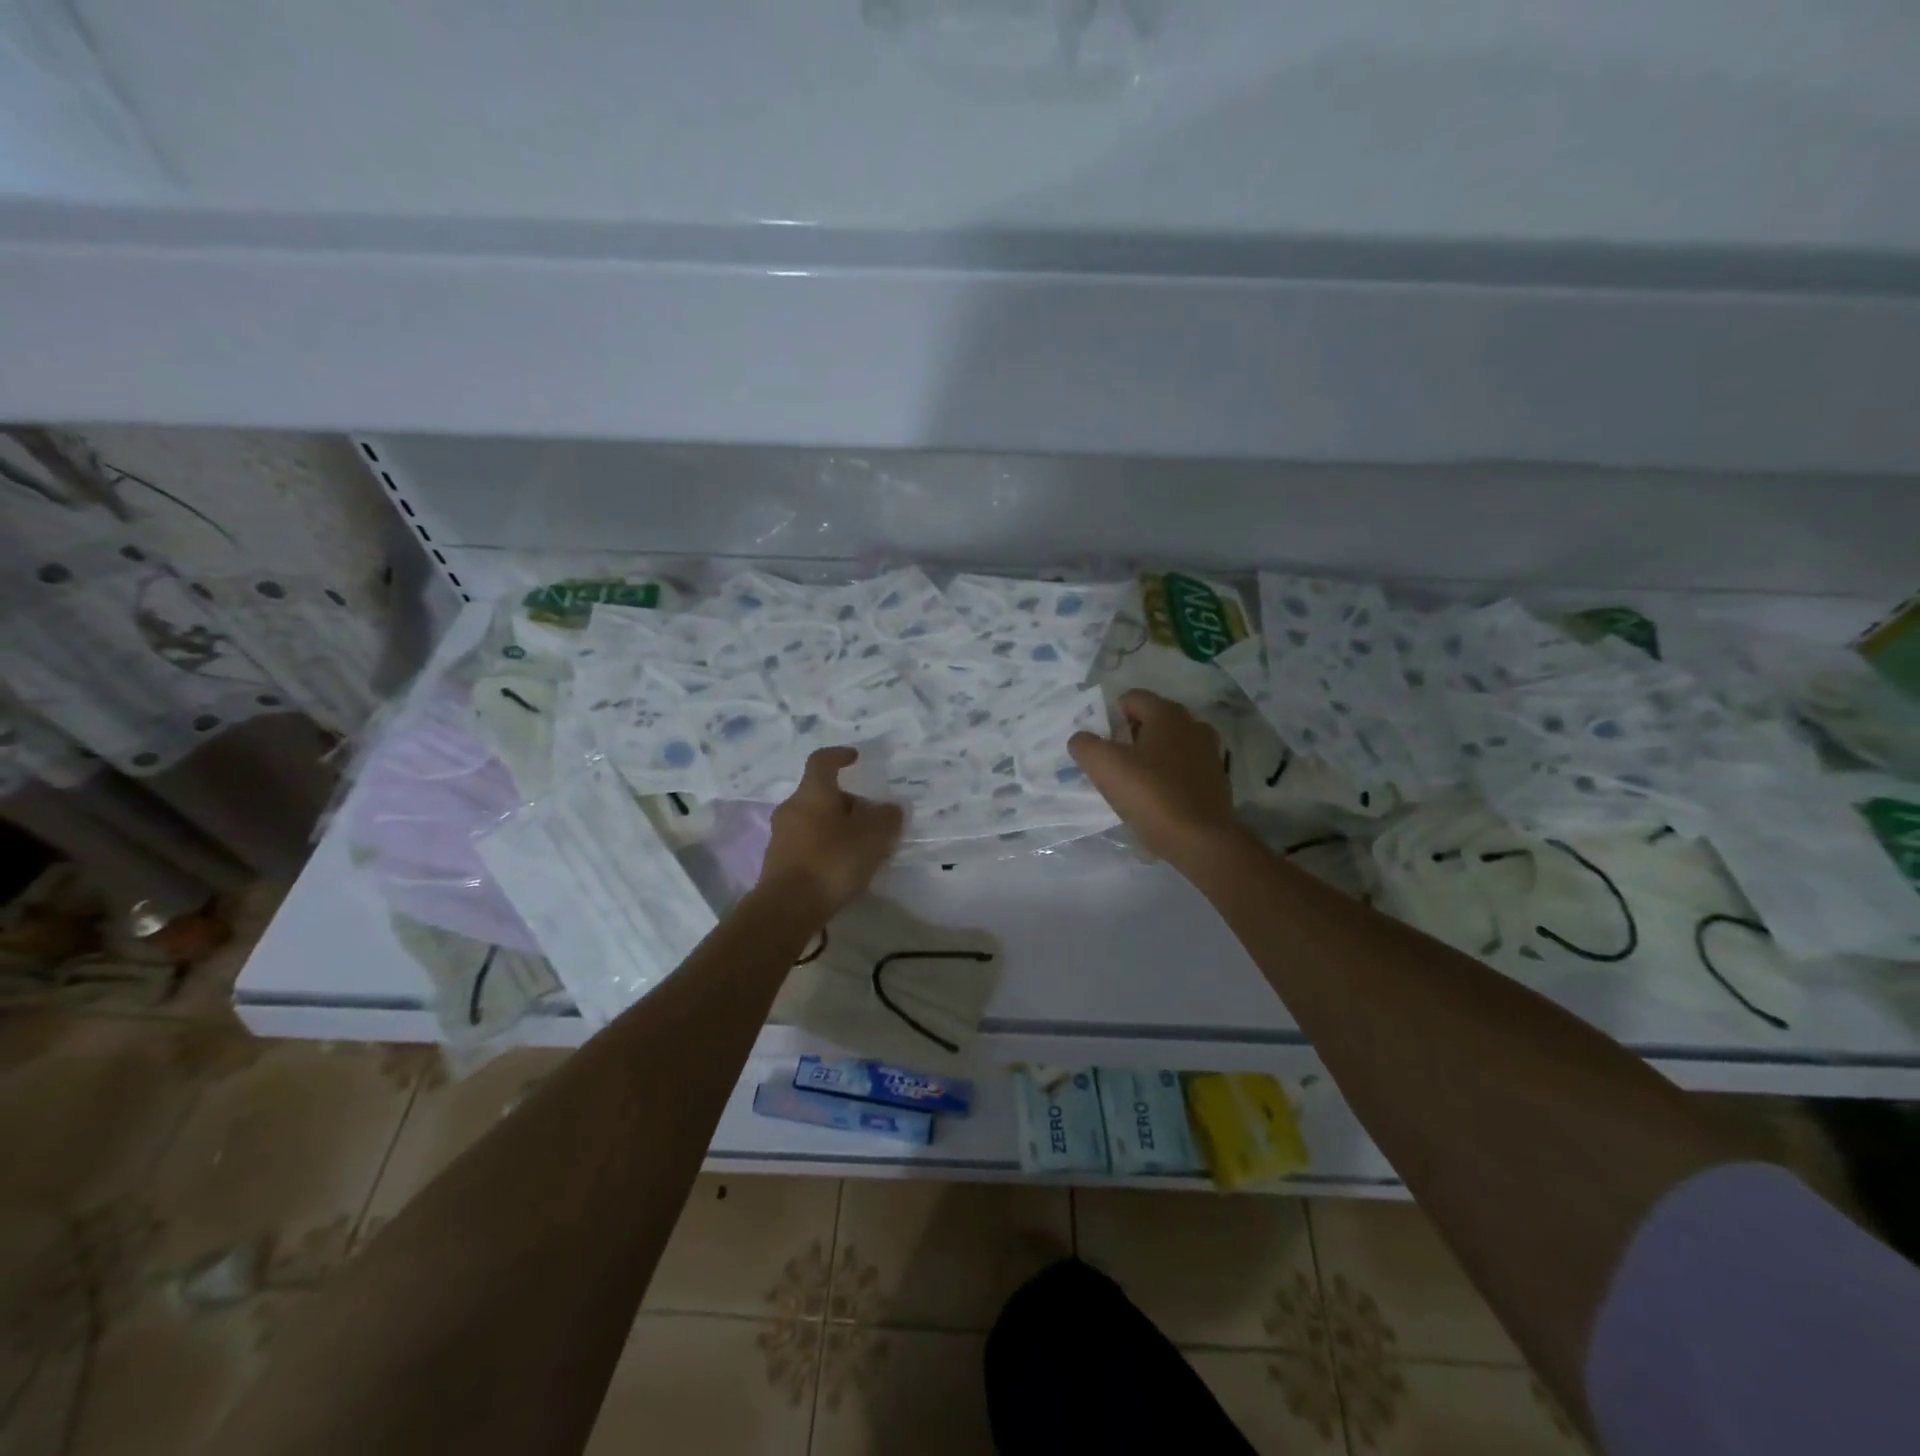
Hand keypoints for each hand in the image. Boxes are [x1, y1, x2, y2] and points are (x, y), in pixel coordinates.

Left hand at [757, 747, 903, 922]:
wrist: (788, 907)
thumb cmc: (832, 861)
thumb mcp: (873, 837)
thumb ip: (886, 818)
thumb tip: (890, 808)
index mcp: (813, 792)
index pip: (822, 761)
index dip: (839, 755)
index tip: (854, 757)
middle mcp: (792, 807)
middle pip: (820, 794)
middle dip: (846, 802)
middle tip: (870, 818)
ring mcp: (781, 835)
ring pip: (813, 820)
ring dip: (836, 826)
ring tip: (860, 846)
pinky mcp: (778, 862)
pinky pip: (806, 843)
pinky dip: (824, 846)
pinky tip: (841, 867)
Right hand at [1070, 690, 1235, 864]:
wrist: (1200, 840)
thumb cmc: (1150, 795)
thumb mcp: (1104, 767)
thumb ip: (1085, 745)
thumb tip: (1082, 740)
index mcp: (1167, 714)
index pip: (1132, 698)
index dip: (1110, 717)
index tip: (1101, 744)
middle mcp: (1193, 725)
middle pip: (1152, 720)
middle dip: (1130, 737)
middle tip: (1113, 764)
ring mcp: (1209, 753)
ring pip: (1169, 745)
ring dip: (1151, 756)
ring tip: (1135, 783)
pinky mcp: (1216, 780)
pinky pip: (1184, 768)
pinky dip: (1169, 775)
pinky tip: (1158, 798)